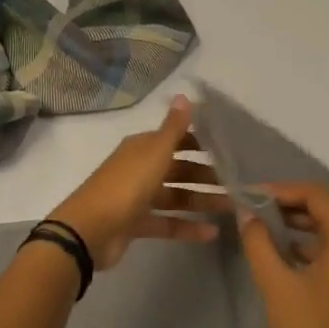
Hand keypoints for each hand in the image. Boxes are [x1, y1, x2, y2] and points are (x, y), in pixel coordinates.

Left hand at [48, 95, 226, 268]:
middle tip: (239, 184)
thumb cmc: (126, 185)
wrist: (89, 230)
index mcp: (142, 148)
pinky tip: (213, 232)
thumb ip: (173, 128)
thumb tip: (184, 95)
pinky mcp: (136, 224)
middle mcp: (140, 169)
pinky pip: (168, 223)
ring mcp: (137, 198)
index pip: (176, 140)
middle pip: (179, 170)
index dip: (201, 144)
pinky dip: (188, 227)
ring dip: (202, 201)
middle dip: (206, 176)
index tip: (230, 150)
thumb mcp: (153, 153)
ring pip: (176, 197)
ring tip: (233, 207)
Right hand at [239, 184, 328, 327]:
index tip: (251, 195)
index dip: (283, 189)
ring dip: (295, 223)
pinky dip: (304, 244)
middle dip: (288, 204)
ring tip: (260, 226)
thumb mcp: (276, 283)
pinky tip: (278, 253)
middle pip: (325, 210)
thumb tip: (248, 214)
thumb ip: (259, 242)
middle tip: (252, 207)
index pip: (318, 196)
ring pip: (327, 230)